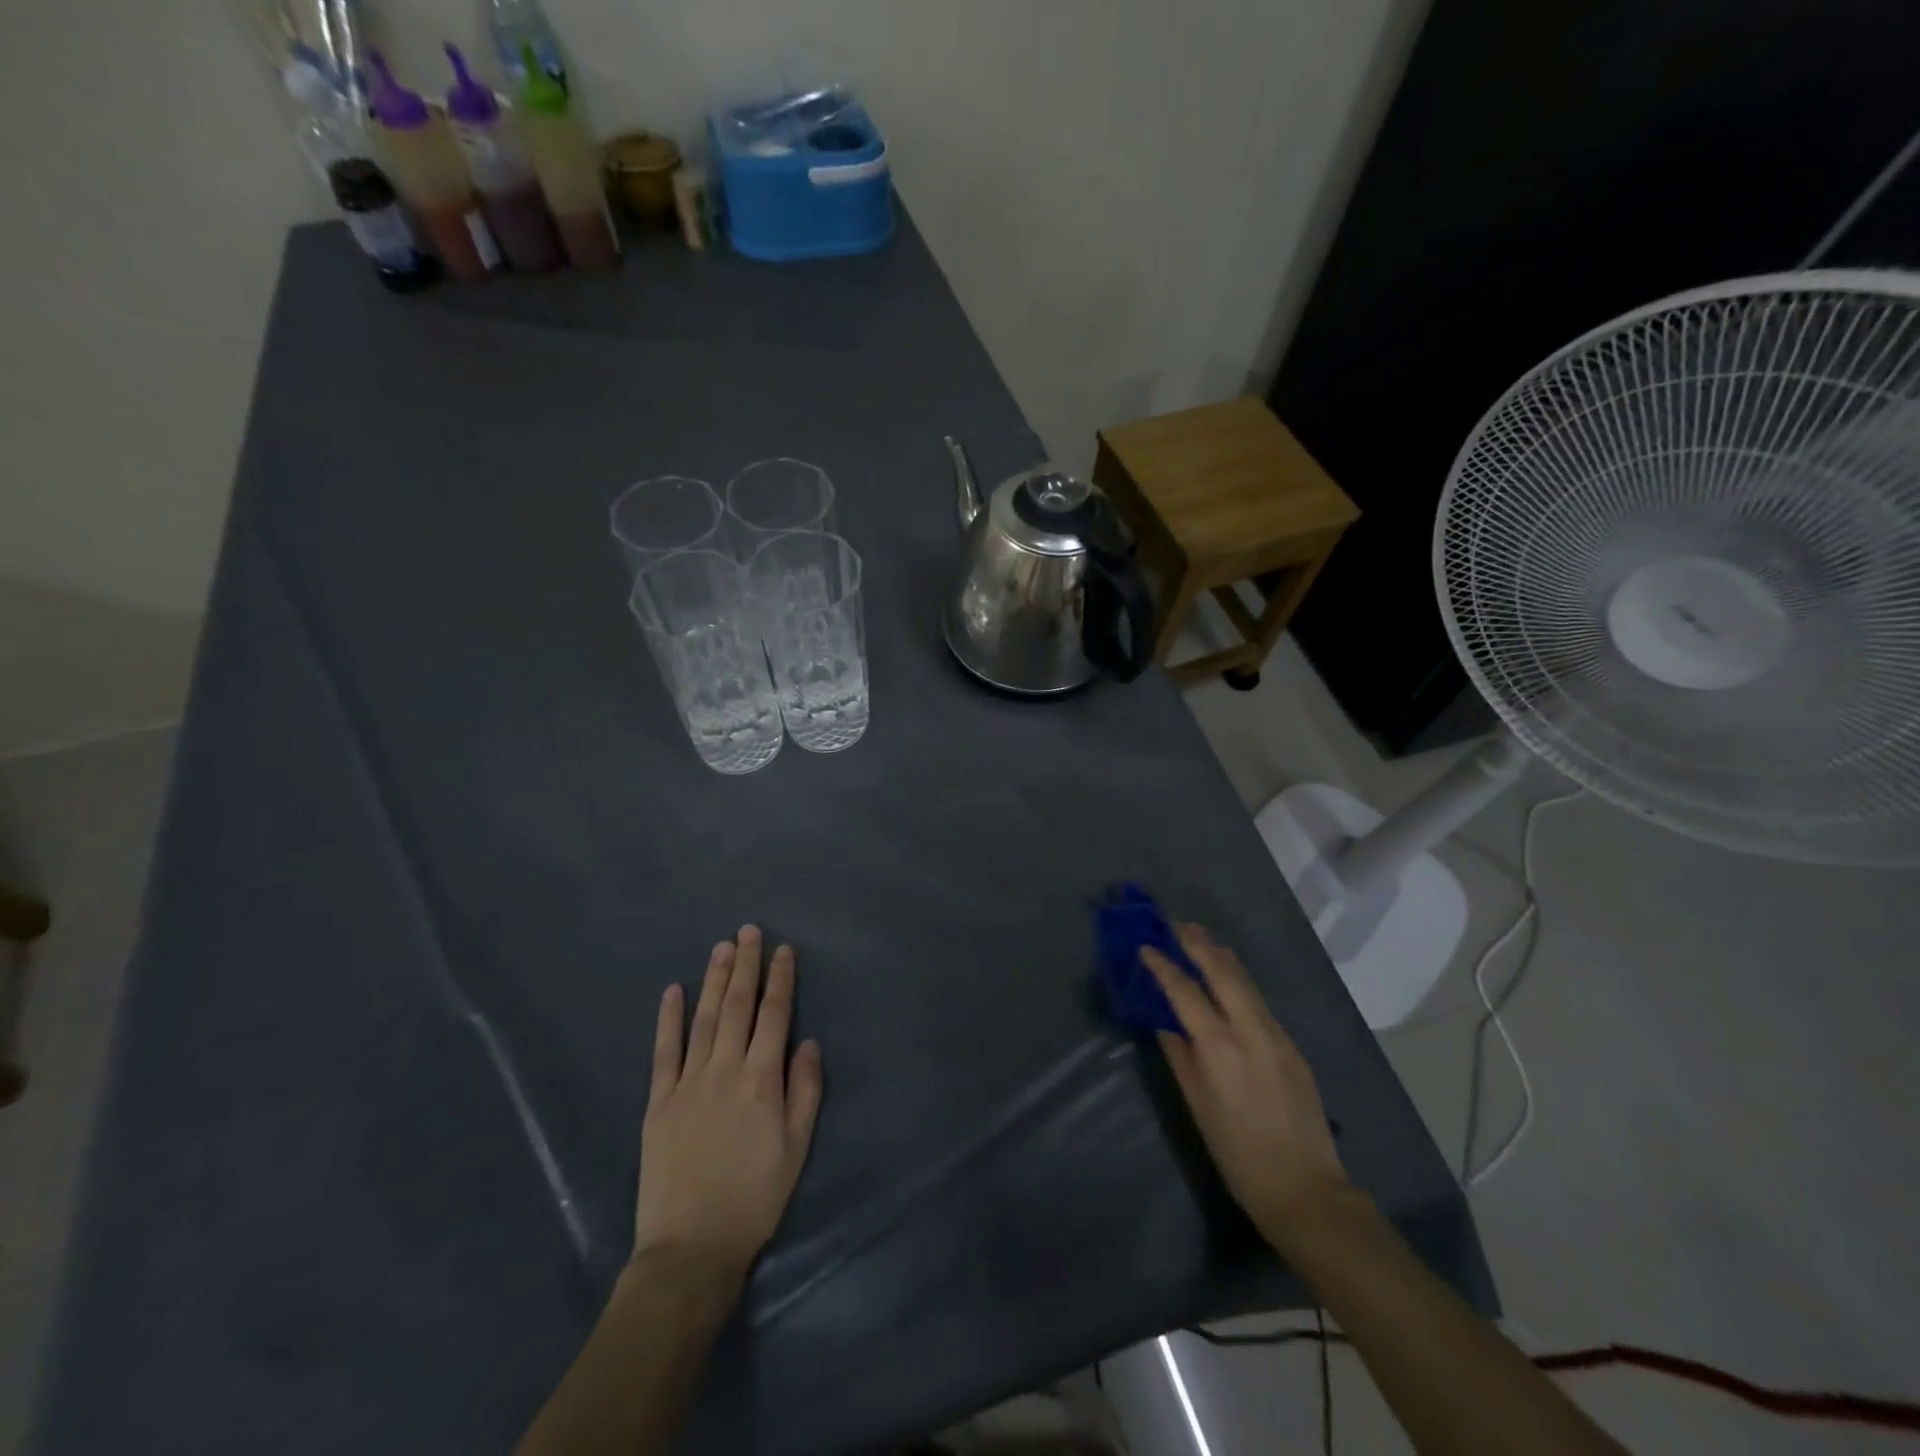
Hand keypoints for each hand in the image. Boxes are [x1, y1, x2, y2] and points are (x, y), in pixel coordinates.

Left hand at [633, 926, 823, 1285]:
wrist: (690, 1248)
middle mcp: (724, 1070)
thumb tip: (808, 1042)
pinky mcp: (658, 1101)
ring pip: (704, 1018)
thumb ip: (805, 1091)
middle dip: (745, 965)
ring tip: (721, 947)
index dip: (780, 979)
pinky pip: (664, 1051)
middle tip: (748, 931)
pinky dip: (668, 1018)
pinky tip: (673, 991)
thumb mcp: (796, 1148)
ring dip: (714, 980)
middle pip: (737, 1006)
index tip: (783, 950)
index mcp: (761, 1080)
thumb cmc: (754, 1198)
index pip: (774, 1016)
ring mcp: (687, 1082)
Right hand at [1143, 924, 1349, 1248]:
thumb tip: (1166, 1023)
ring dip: (1220, 956)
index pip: (1185, 992)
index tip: (1146, 946)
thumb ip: (1180, 1057)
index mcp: (1220, 1047)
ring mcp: (1277, 1036)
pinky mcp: (1292, 1046)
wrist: (1304, 1188)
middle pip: (1222, 972)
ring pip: (1246, 982)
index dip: (1163, 966)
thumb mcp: (1198, 1106)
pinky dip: (1239, 982)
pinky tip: (1229, 980)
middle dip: (1197, 944)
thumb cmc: (1237, 1153)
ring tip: (1200, 938)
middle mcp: (1250, 1031)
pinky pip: (1260, 1002)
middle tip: (1176, 924)